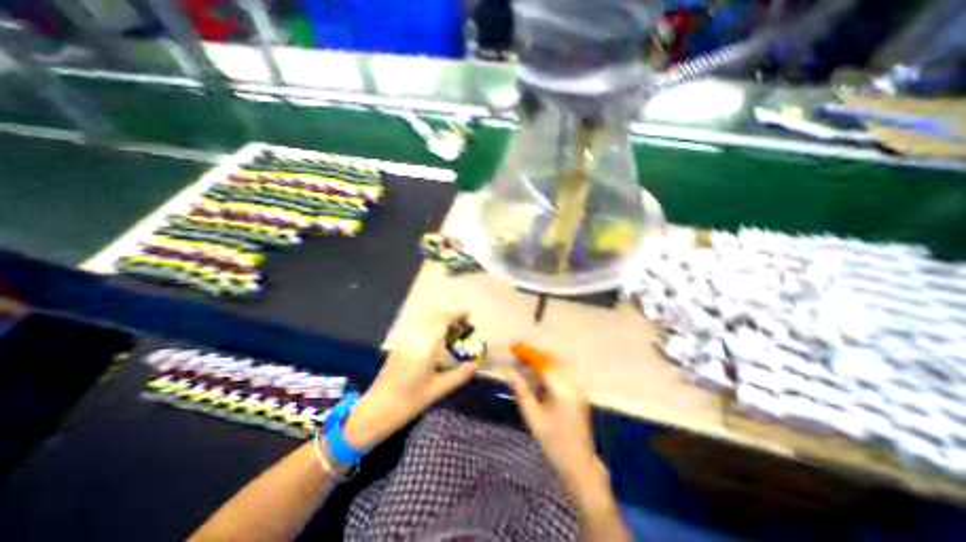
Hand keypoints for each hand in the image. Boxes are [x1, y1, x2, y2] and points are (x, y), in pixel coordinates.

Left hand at [342, 312, 479, 450]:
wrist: (376, 410)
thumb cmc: (409, 402)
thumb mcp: (438, 390)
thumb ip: (460, 374)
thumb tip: (477, 362)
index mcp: (424, 348)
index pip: (442, 321)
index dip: (456, 314)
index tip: (468, 314)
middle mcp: (414, 338)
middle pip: (434, 316)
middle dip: (449, 316)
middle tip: (462, 324)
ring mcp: (404, 340)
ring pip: (425, 320)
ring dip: (440, 320)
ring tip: (452, 330)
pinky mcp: (398, 345)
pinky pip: (417, 327)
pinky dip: (430, 326)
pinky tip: (436, 339)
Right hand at [506, 364, 600, 489]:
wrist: (579, 463)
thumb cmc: (553, 442)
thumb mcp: (533, 417)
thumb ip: (522, 391)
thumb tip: (511, 370)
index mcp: (562, 391)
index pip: (543, 364)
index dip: (528, 353)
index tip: (514, 347)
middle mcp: (573, 384)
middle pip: (552, 359)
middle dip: (535, 354)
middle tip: (518, 353)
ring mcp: (578, 387)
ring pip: (558, 364)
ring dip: (541, 359)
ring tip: (525, 360)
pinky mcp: (578, 391)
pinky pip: (562, 372)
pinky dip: (549, 368)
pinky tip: (538, 373)